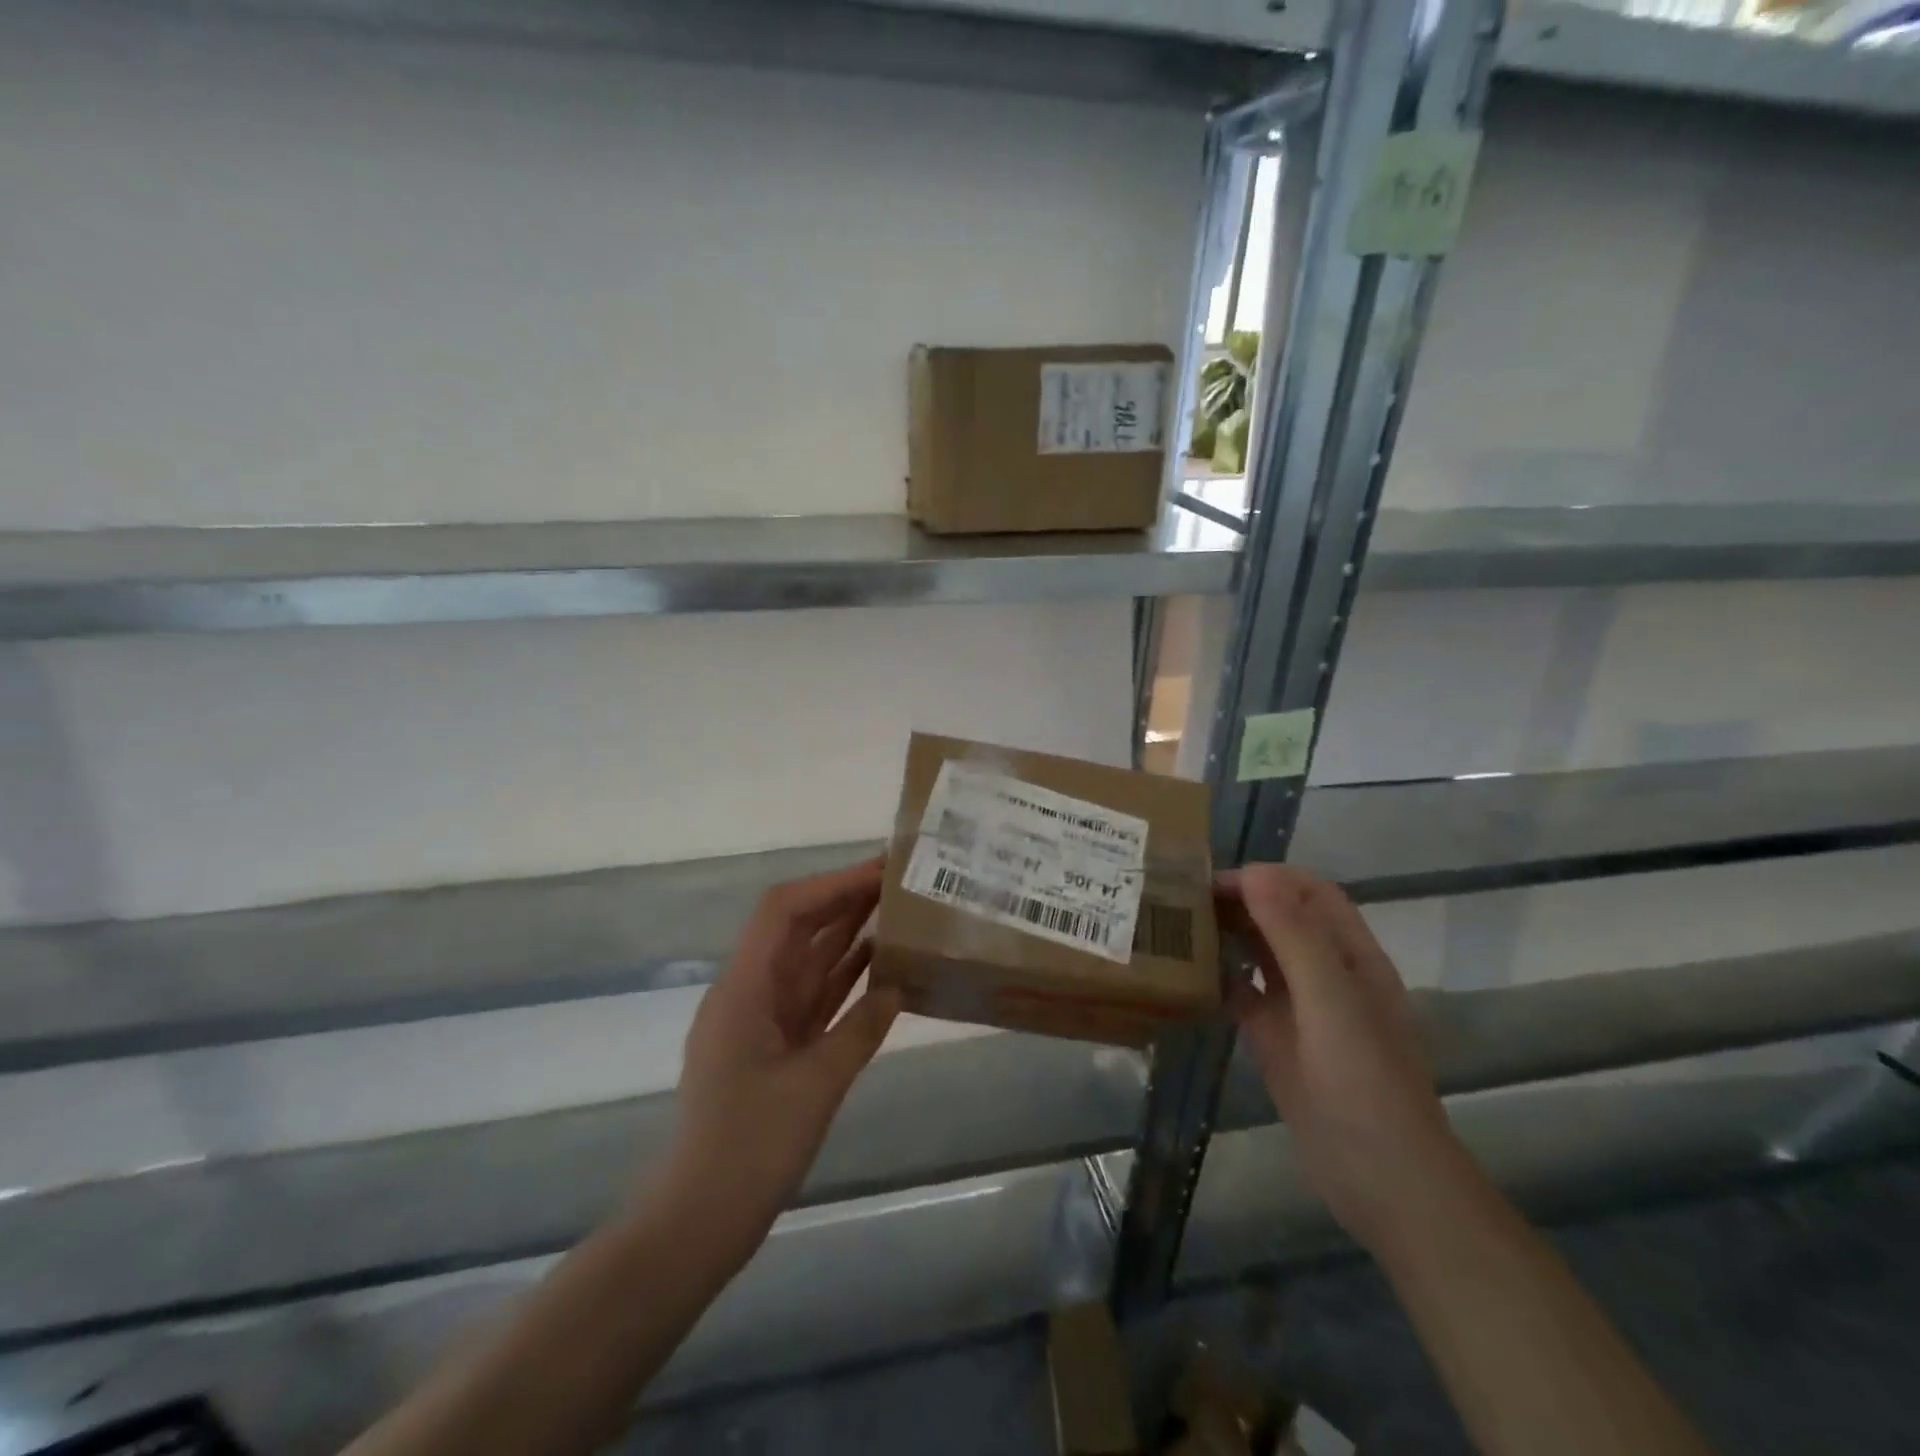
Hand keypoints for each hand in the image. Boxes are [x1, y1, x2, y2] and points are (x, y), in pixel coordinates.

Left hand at [661, 857, 901, 1255]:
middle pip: (798, 929)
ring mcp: (762, 1020)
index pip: (783, 912)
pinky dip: (845, 978)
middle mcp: (750, 993)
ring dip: (847, 934)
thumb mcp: (815, 1087)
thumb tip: (898, 986)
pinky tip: (880, 965)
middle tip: (898, 883)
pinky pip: (814, 997)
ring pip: (809, 961)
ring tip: (898, 910)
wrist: (698, 1224)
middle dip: (844, 900)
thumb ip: (860, 1030)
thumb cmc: (749, 1151)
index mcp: (744, 990)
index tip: (878, 871)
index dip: (830, 884)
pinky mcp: (776, 1047)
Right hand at [1220, 864, 1463, 1250]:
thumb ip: (1294, 936)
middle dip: (1240, 901)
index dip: (1267, 879)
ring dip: (1228, 936)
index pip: (1309, 893)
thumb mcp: (1330, 1002)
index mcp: (1352, 956)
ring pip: (1261, 954)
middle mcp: (1328, 974)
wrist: (1382, 1181)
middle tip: (1184, 901)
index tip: (1213, 882)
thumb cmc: (1363, 1083)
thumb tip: (1255, 872)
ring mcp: (1302, 1009)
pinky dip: (1220, 980)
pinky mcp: (1278, 1041)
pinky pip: (1245, 996)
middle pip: (1282, 918)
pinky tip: (1188, 978)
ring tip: (1179, 927)